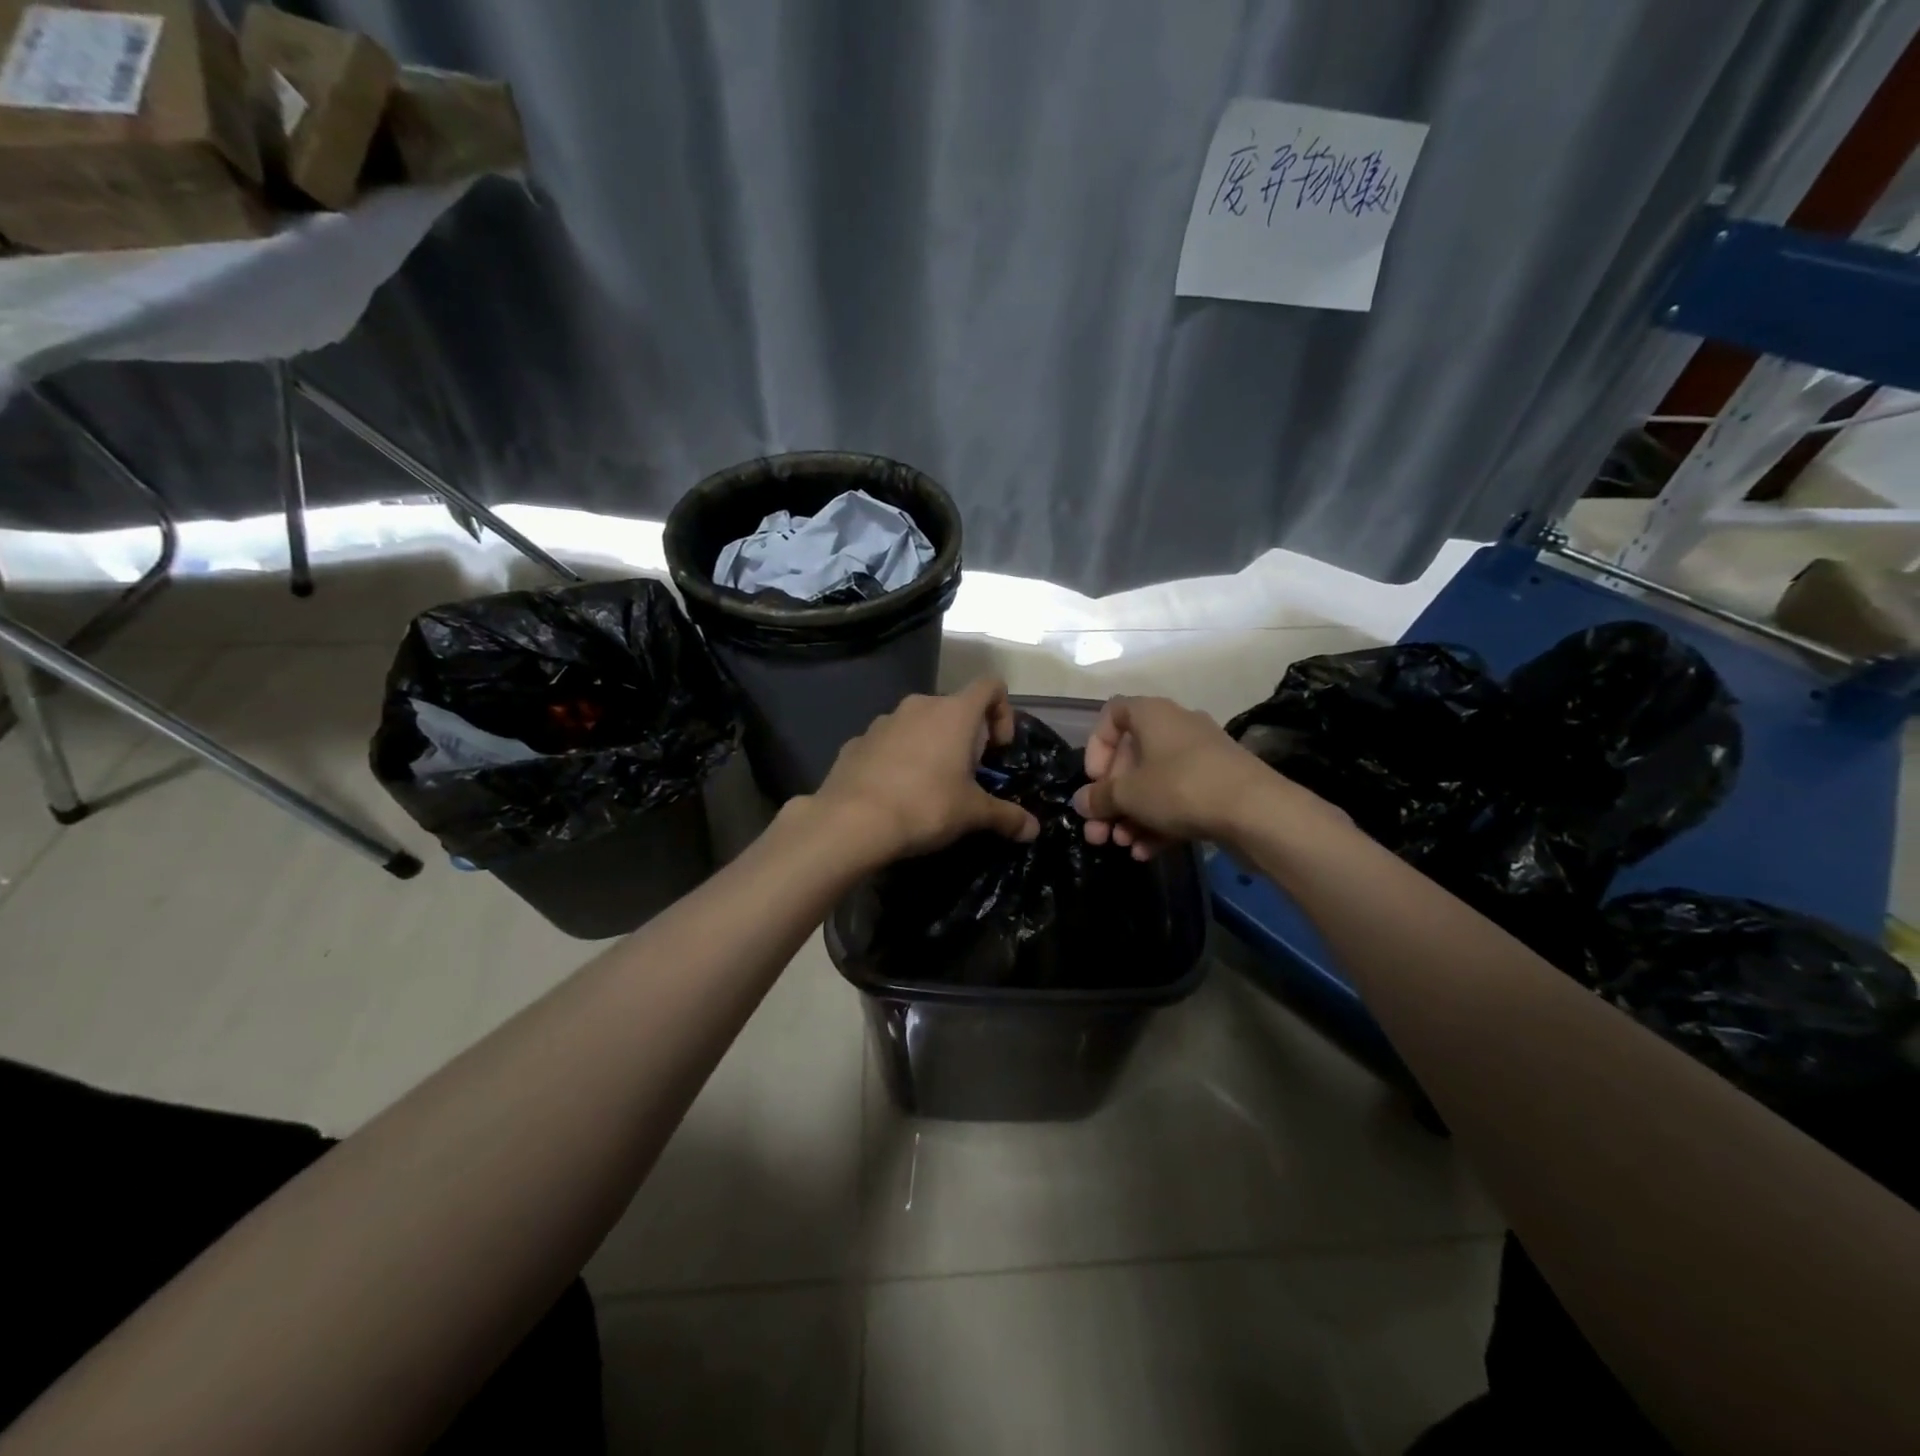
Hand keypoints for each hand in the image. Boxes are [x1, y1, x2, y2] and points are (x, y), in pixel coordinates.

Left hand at [811, 677, 1041, 865]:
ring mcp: (883, 721)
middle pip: (954, 708)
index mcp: (954, 713)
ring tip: (929, 787)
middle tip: (966, 776)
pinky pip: (888, 743)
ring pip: (918, 724)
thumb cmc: (925, 806)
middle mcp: (919, 706)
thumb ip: (1006, 816)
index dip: (1003, 712)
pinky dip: (898, 759)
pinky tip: (894, 793)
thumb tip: (1033, 830)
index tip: (997, 748)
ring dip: (930, 746)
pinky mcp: (856, 742)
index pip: (990, 686)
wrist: (852, 821)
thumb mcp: (972, 814)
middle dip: (965, 737)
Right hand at [1071, 695, 1344, 857]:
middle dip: (1112, 798)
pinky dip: (1159, 823)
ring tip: (1122, 845)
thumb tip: (1081, 802)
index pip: (1112, 714)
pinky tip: (1147, 852)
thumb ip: (1099, 797)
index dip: (1096, 747)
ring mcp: (1201, 758)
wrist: (1257, 811)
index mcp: (1152, 714)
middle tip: (1099, 830)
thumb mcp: (1128, 795)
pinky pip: (1178, 800)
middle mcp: (1176, 728)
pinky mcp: (1218, 785)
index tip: (1094, 779)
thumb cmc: (1180, 788)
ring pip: (1154, 784)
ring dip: (1132, 816)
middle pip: (1131, 758)